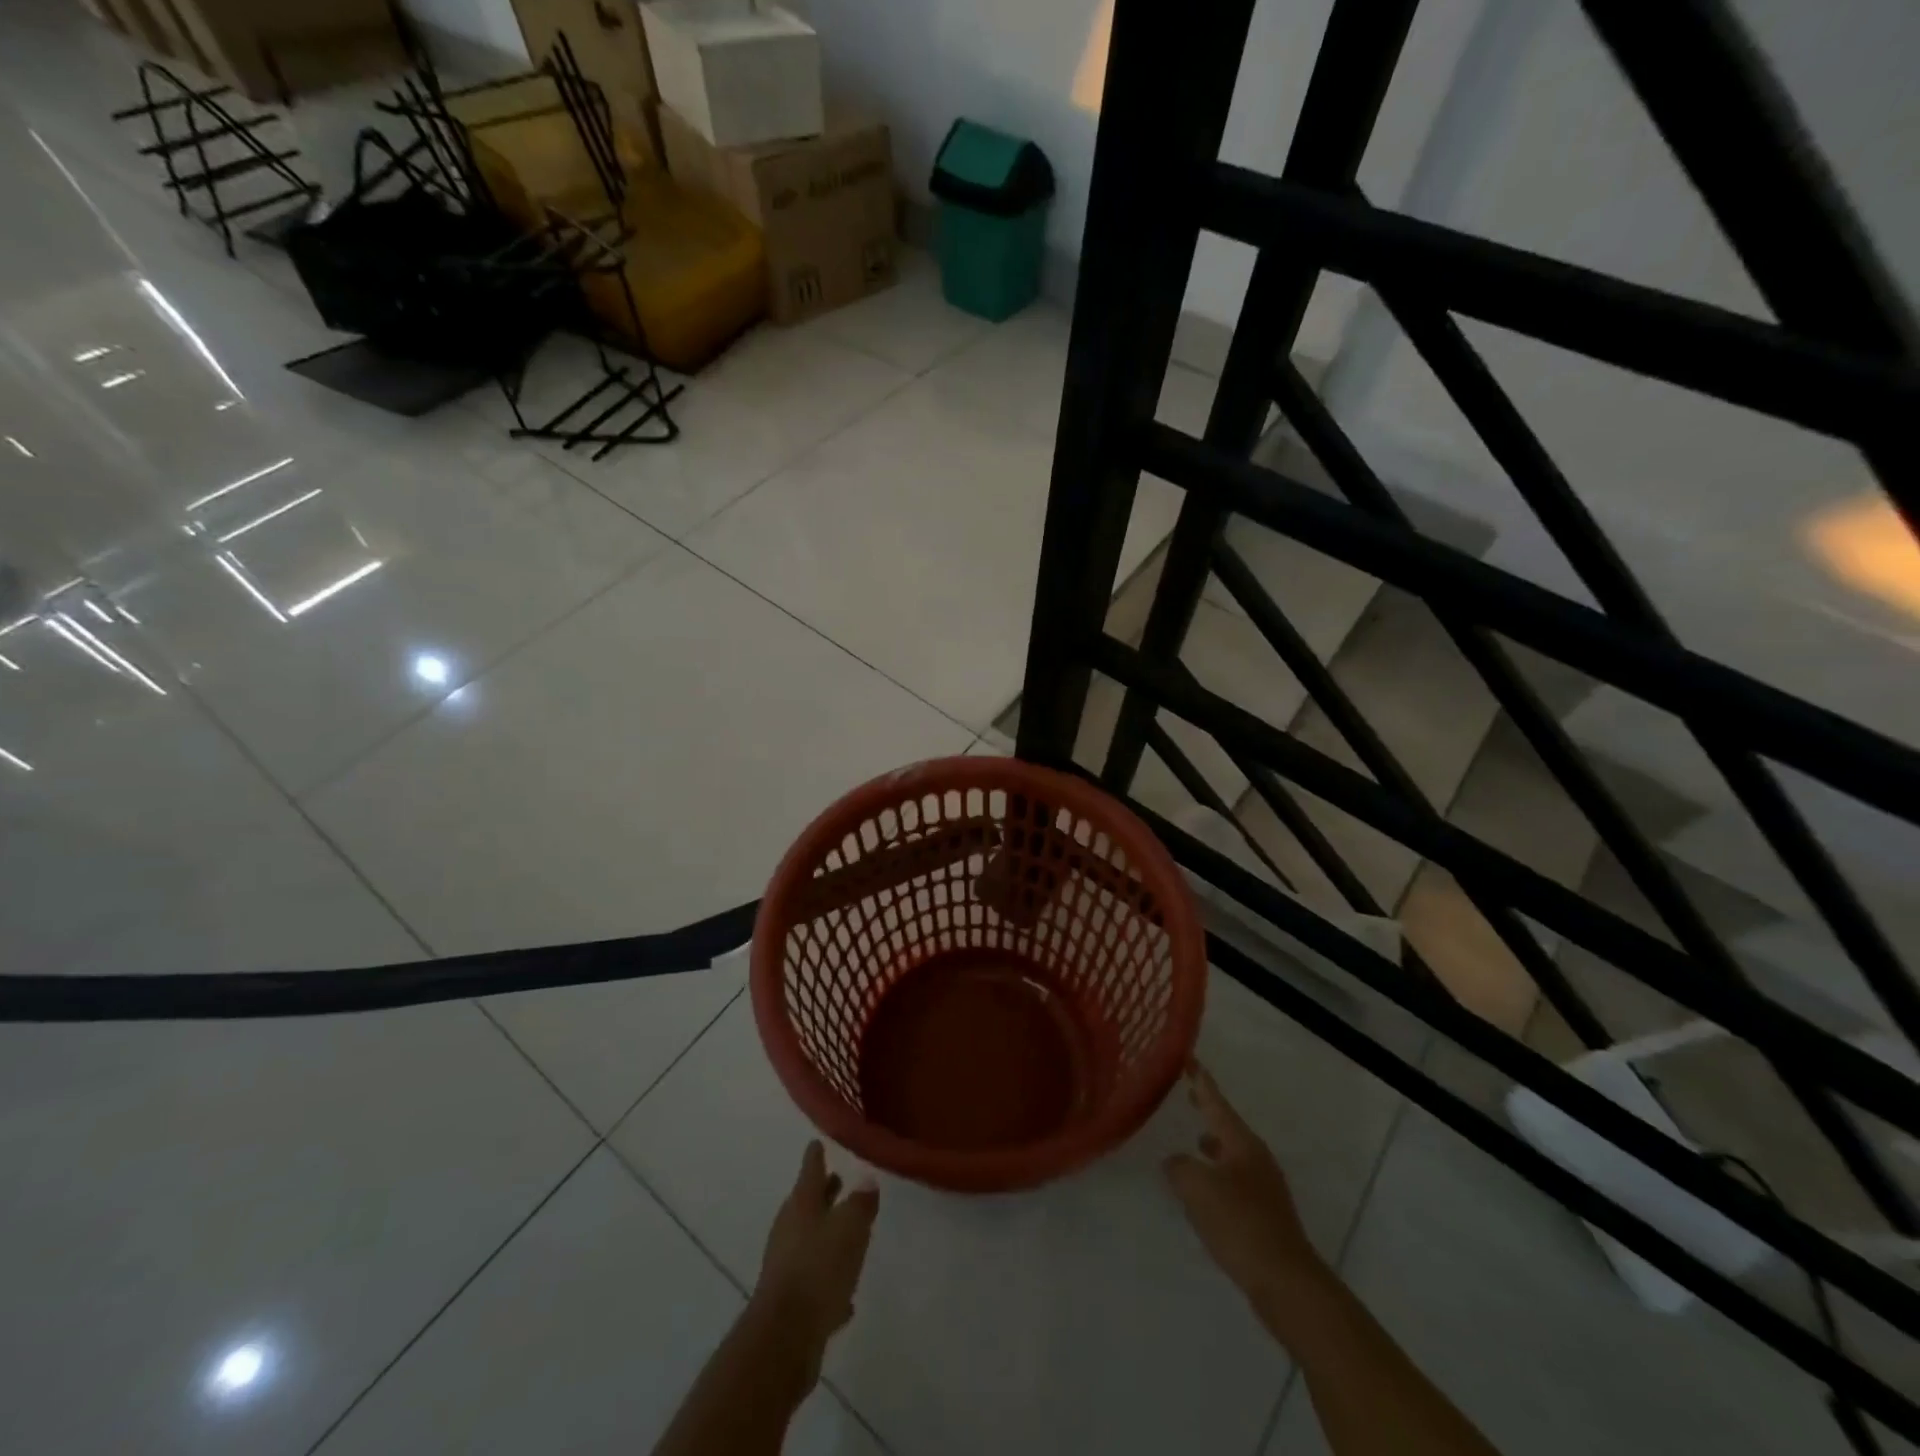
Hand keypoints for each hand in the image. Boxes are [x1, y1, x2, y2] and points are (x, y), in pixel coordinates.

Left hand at [752, 1141, 879, 1363]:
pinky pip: (813, 1282)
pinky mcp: (790, 1302)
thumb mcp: (850, 1228)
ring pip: (809, 1241)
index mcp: (802, 1205)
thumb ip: (861, 1204)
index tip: (817, 1142)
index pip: (811, 1170)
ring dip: (825, 1234)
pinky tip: (845, 1296)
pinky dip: (827, 1280)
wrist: (784, 1338)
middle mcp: (790, 1230)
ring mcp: (786, 1266)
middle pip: (807, 1204)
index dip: (816, 1155)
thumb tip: (867, 1181)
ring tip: (845, 1232)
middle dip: (823, 1193)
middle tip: (837, 1180)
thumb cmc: (818, 1269)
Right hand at [1164, 1063, 1331, 1328]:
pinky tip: (1205, 1189)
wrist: (1286, 1282)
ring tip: (1194, 1140)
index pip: (1216, 1101)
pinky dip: (1217, 1173)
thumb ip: (1180, 1166)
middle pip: (1227, 1124)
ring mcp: (1263, 1186)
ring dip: (1213, 1143)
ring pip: (1232, 1153)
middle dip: (1208, 1109)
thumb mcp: (1197, 1188)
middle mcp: (1255, 1157)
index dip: (1201, 1079)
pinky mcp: (1264, 1213)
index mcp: (1241, 1142)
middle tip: (1189, 1092)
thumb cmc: (1240, 1224)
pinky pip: (1235, 1180)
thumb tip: (1176, 1162)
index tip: (1190, 1057)